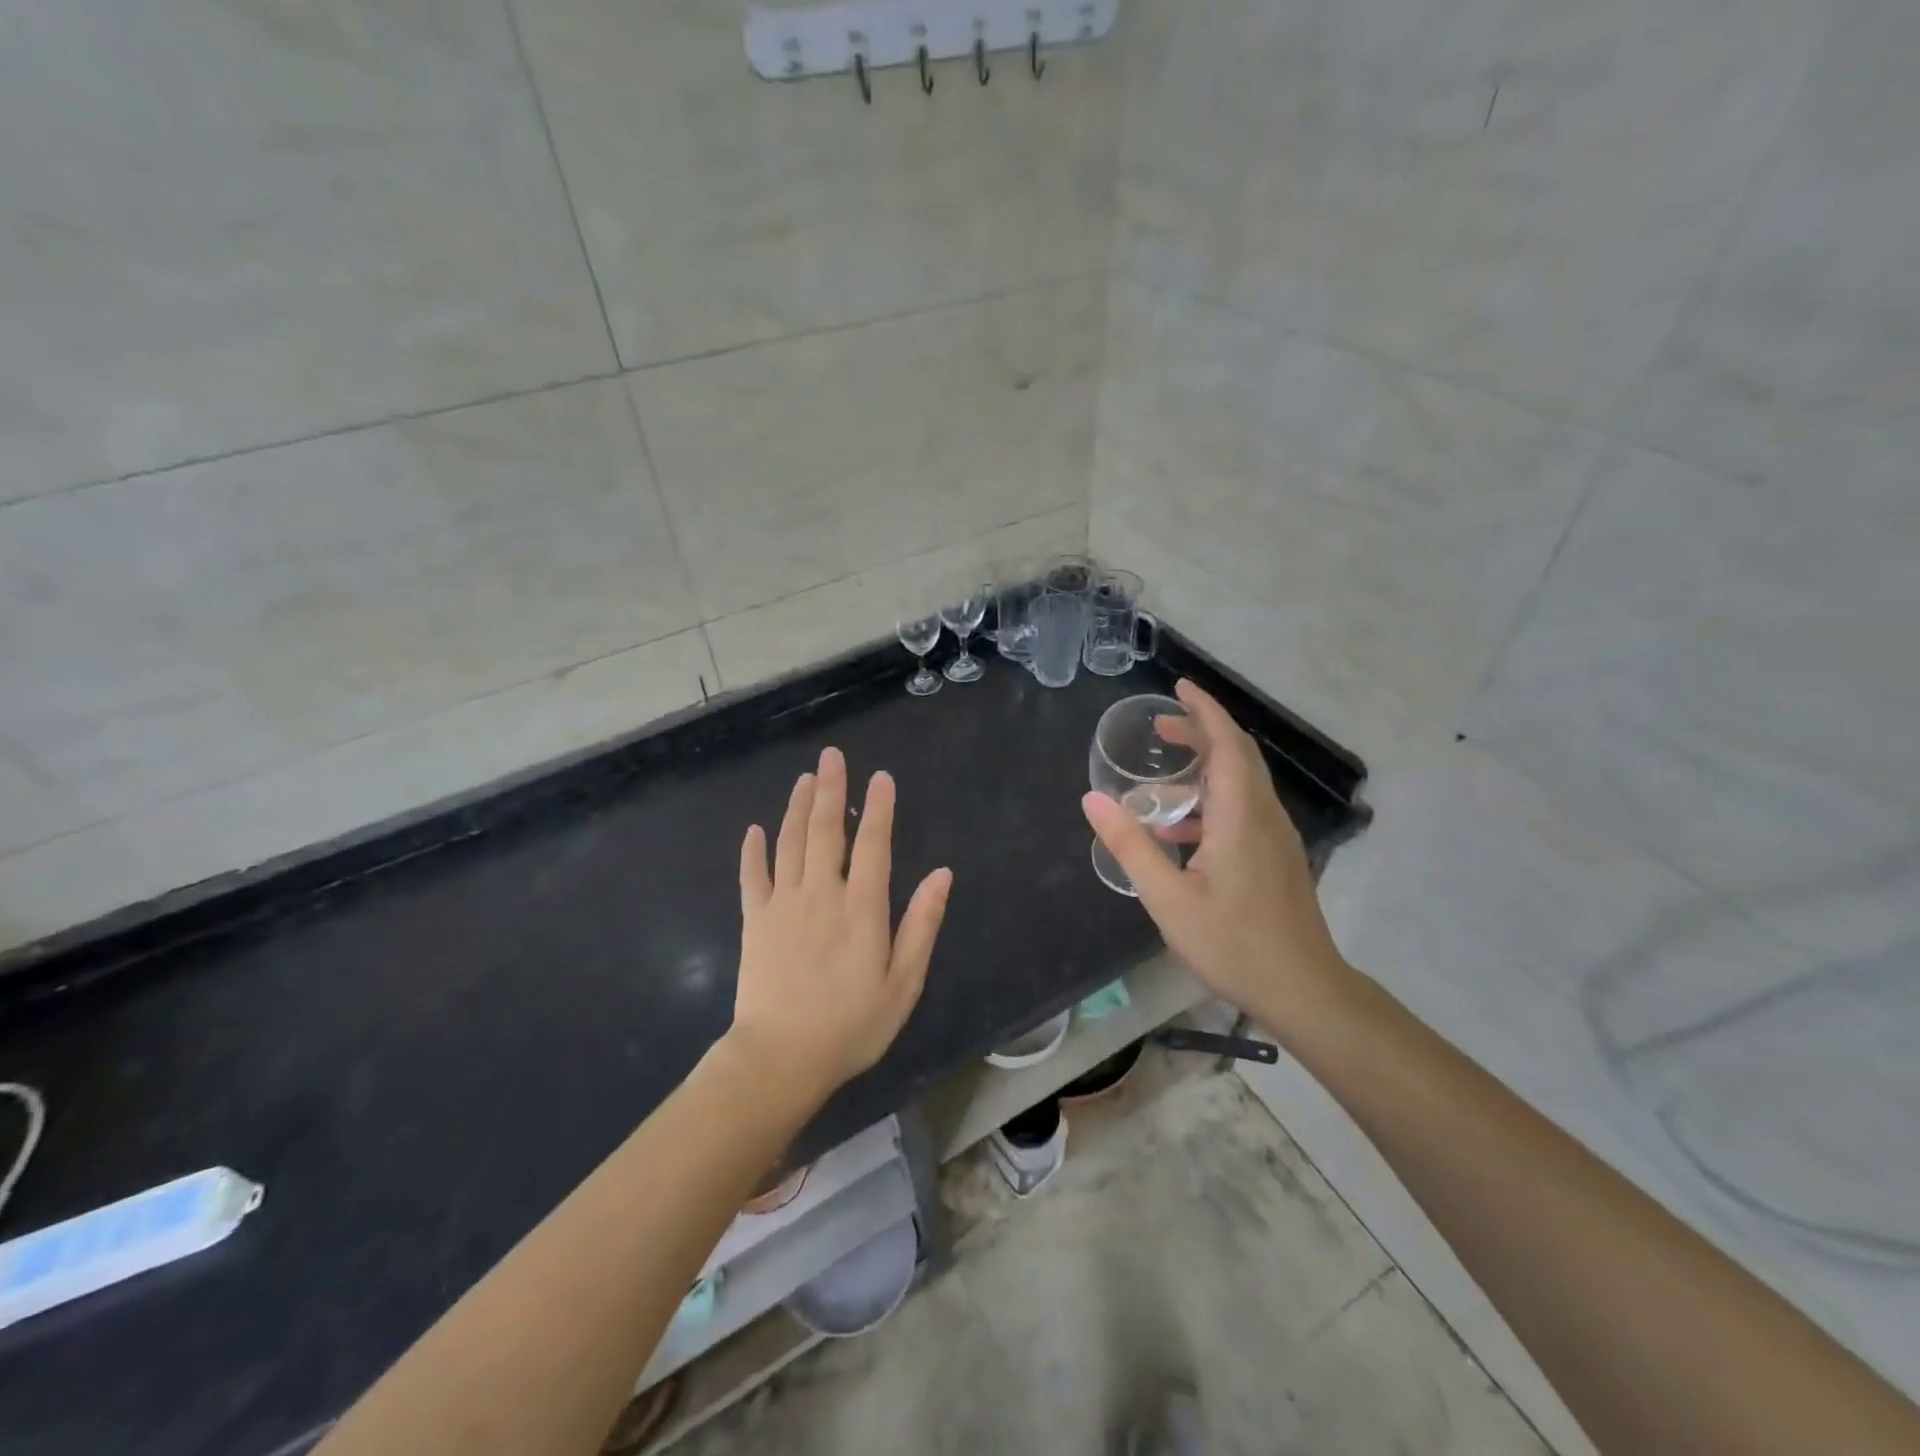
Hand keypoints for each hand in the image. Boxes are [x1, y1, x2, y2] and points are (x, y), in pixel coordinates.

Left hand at [730, 747, 952, 1103]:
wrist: (780, 1059)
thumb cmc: (851, 1025)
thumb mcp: (903, 983)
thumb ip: (921, 925)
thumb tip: (942, 875)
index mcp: (862, 908)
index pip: (873, 844)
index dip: (878, 808)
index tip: (880, 777)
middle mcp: (821, 894)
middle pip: (826, 831)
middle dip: (830, 790)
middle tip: (831, 756)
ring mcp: (783, 904)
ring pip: (790, 843)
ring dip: (797, 807)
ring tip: (804, 779)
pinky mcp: (755, 921)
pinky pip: (752, 876)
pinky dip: (752, 850)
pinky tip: (754, 830)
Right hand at [1081, 680, 1352, 1035]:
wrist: (1303, 989)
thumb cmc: (1233, 942)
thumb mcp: (1167, 897)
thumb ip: (1130, 845)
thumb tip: (1092, 800)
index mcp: (1240, 815)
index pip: (1227, 743)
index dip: (1204, 710)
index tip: (1178, 688)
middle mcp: (1264, 815)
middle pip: (1238, 755)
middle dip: (1202, 732)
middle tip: (1161, 728)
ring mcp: (1276, 837)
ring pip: (1243, 783)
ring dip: (1207, 768)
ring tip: (1164, 781)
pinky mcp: (1278, 857)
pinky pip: (1245, 809)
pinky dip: (1214, 800)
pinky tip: (1184, 834)